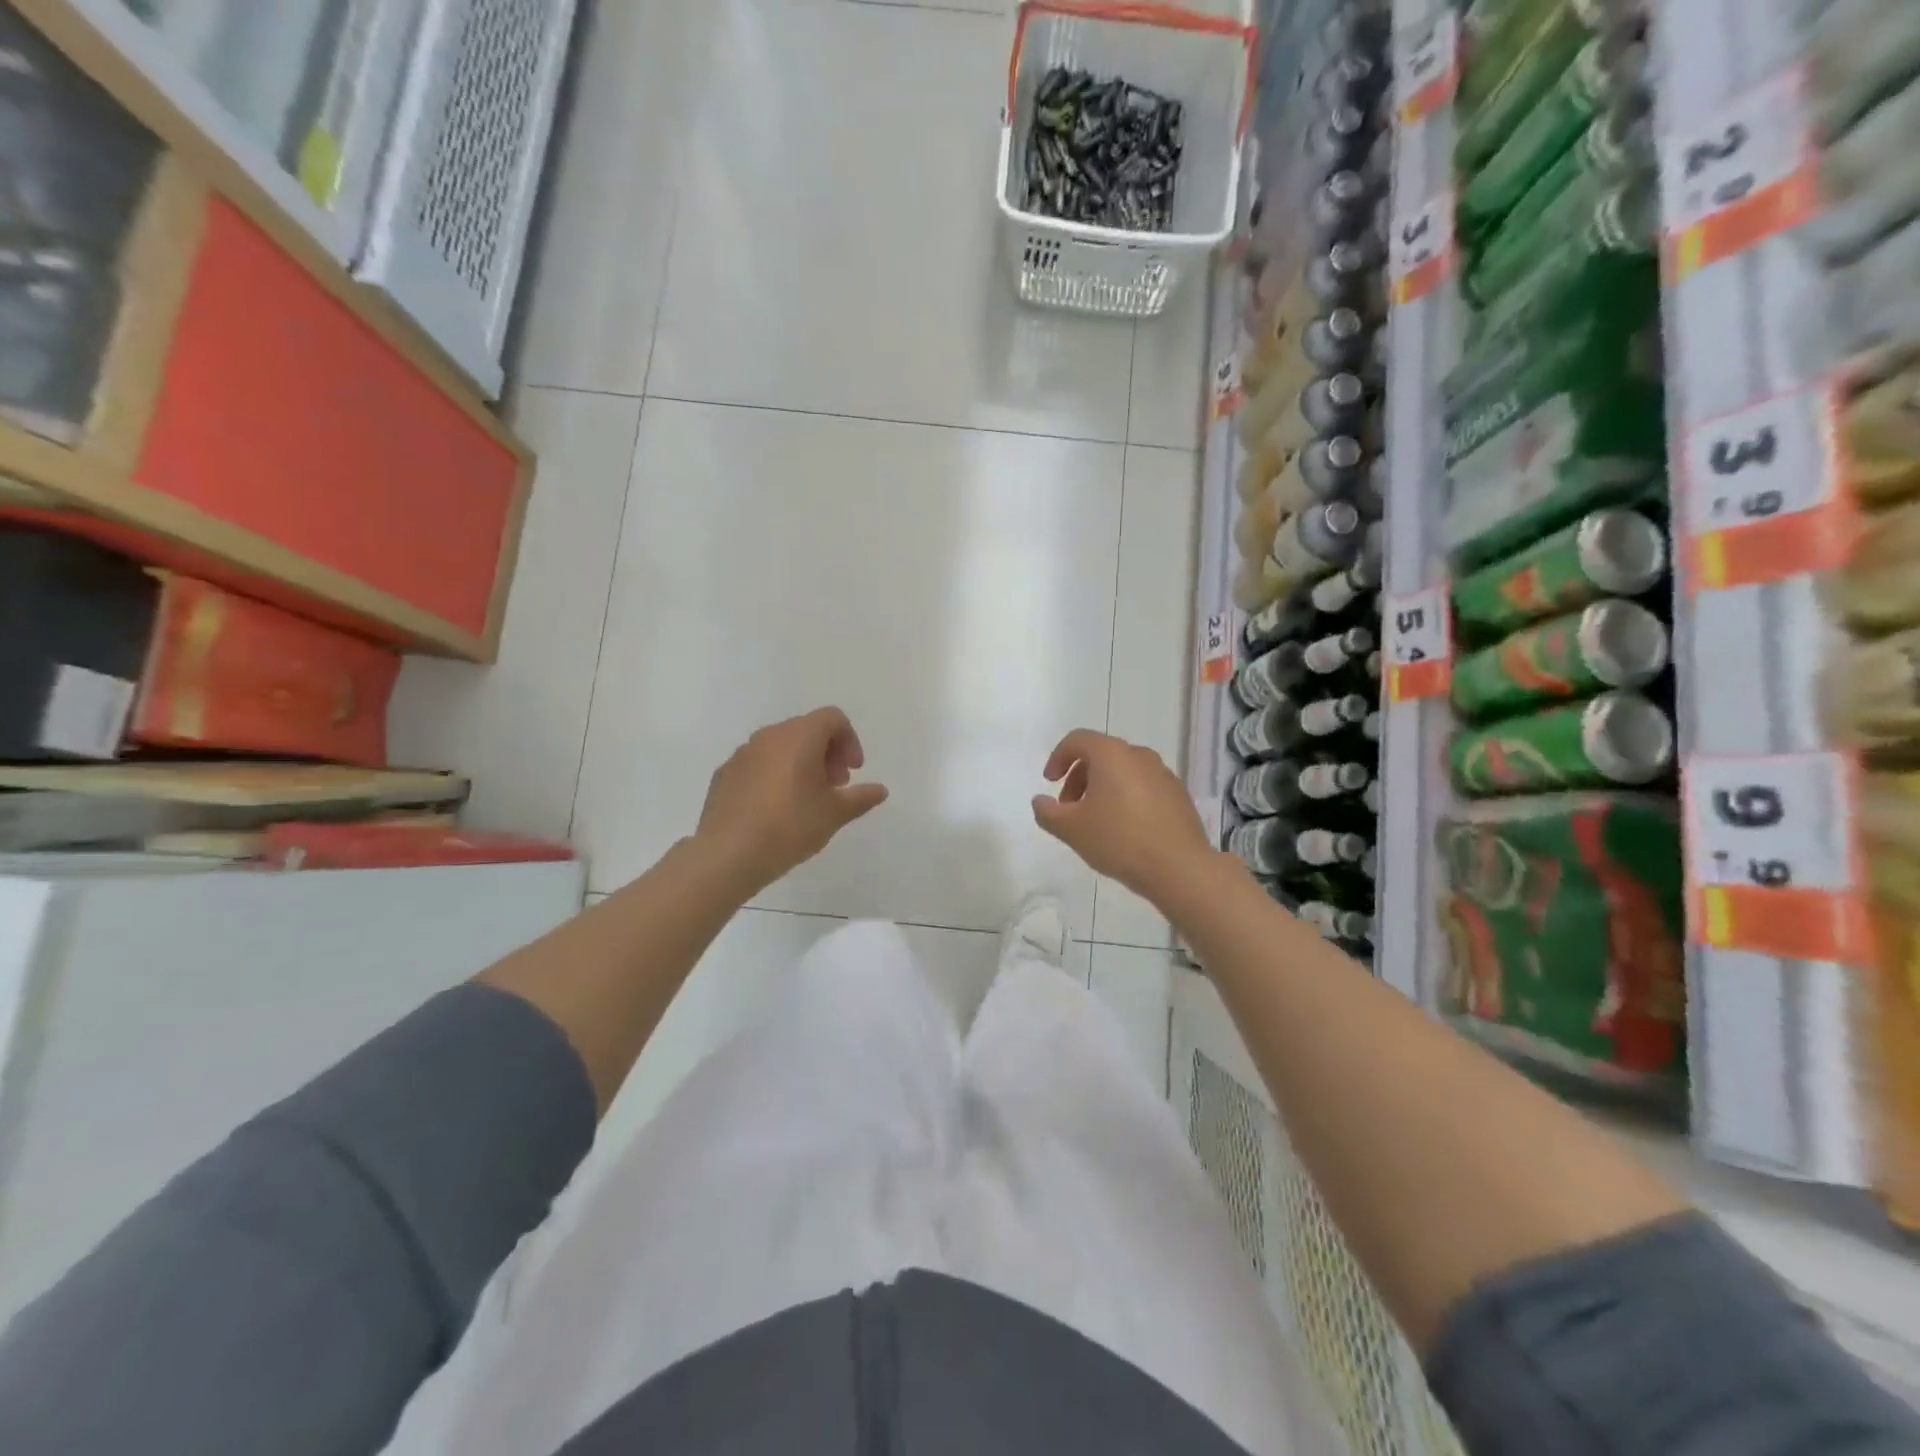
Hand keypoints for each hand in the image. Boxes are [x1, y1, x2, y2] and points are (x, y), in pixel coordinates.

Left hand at [696, 707, 888, 896]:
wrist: (727, 855)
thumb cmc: (789, 827)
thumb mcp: (834, 814)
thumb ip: (860, 797)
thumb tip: (879, 790)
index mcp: (799, 737)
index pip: (832, 718)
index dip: (849, 741)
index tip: (852, 772)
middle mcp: (769, 736)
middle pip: (806, 729)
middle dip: (826, 752)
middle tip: (834, 786)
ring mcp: (742, 754)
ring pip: (780, 746)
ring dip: (800, 763)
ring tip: (806, 799)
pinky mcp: (724, 774)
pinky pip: (758, 764)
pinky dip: (774, 775)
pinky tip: (775, 808)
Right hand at [1031, 729, 1220, 905]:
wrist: (1179, 867)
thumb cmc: (1119, 840)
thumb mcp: (1071, 829)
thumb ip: (1047, 812)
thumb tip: (1040, 801)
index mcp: (1111, 754)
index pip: (1077, 739)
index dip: (1058, 758)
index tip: (1050, 783)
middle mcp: (1139, 755)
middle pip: (1101, 754)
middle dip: (1079, 777)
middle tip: (1069, 808)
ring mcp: (1163, 774)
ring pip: (1123, 771)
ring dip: (1102, 788)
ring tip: (1095, 821)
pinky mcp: (1178, 795)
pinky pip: (1143, 786)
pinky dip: (1126, 798)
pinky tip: (1124, 830)